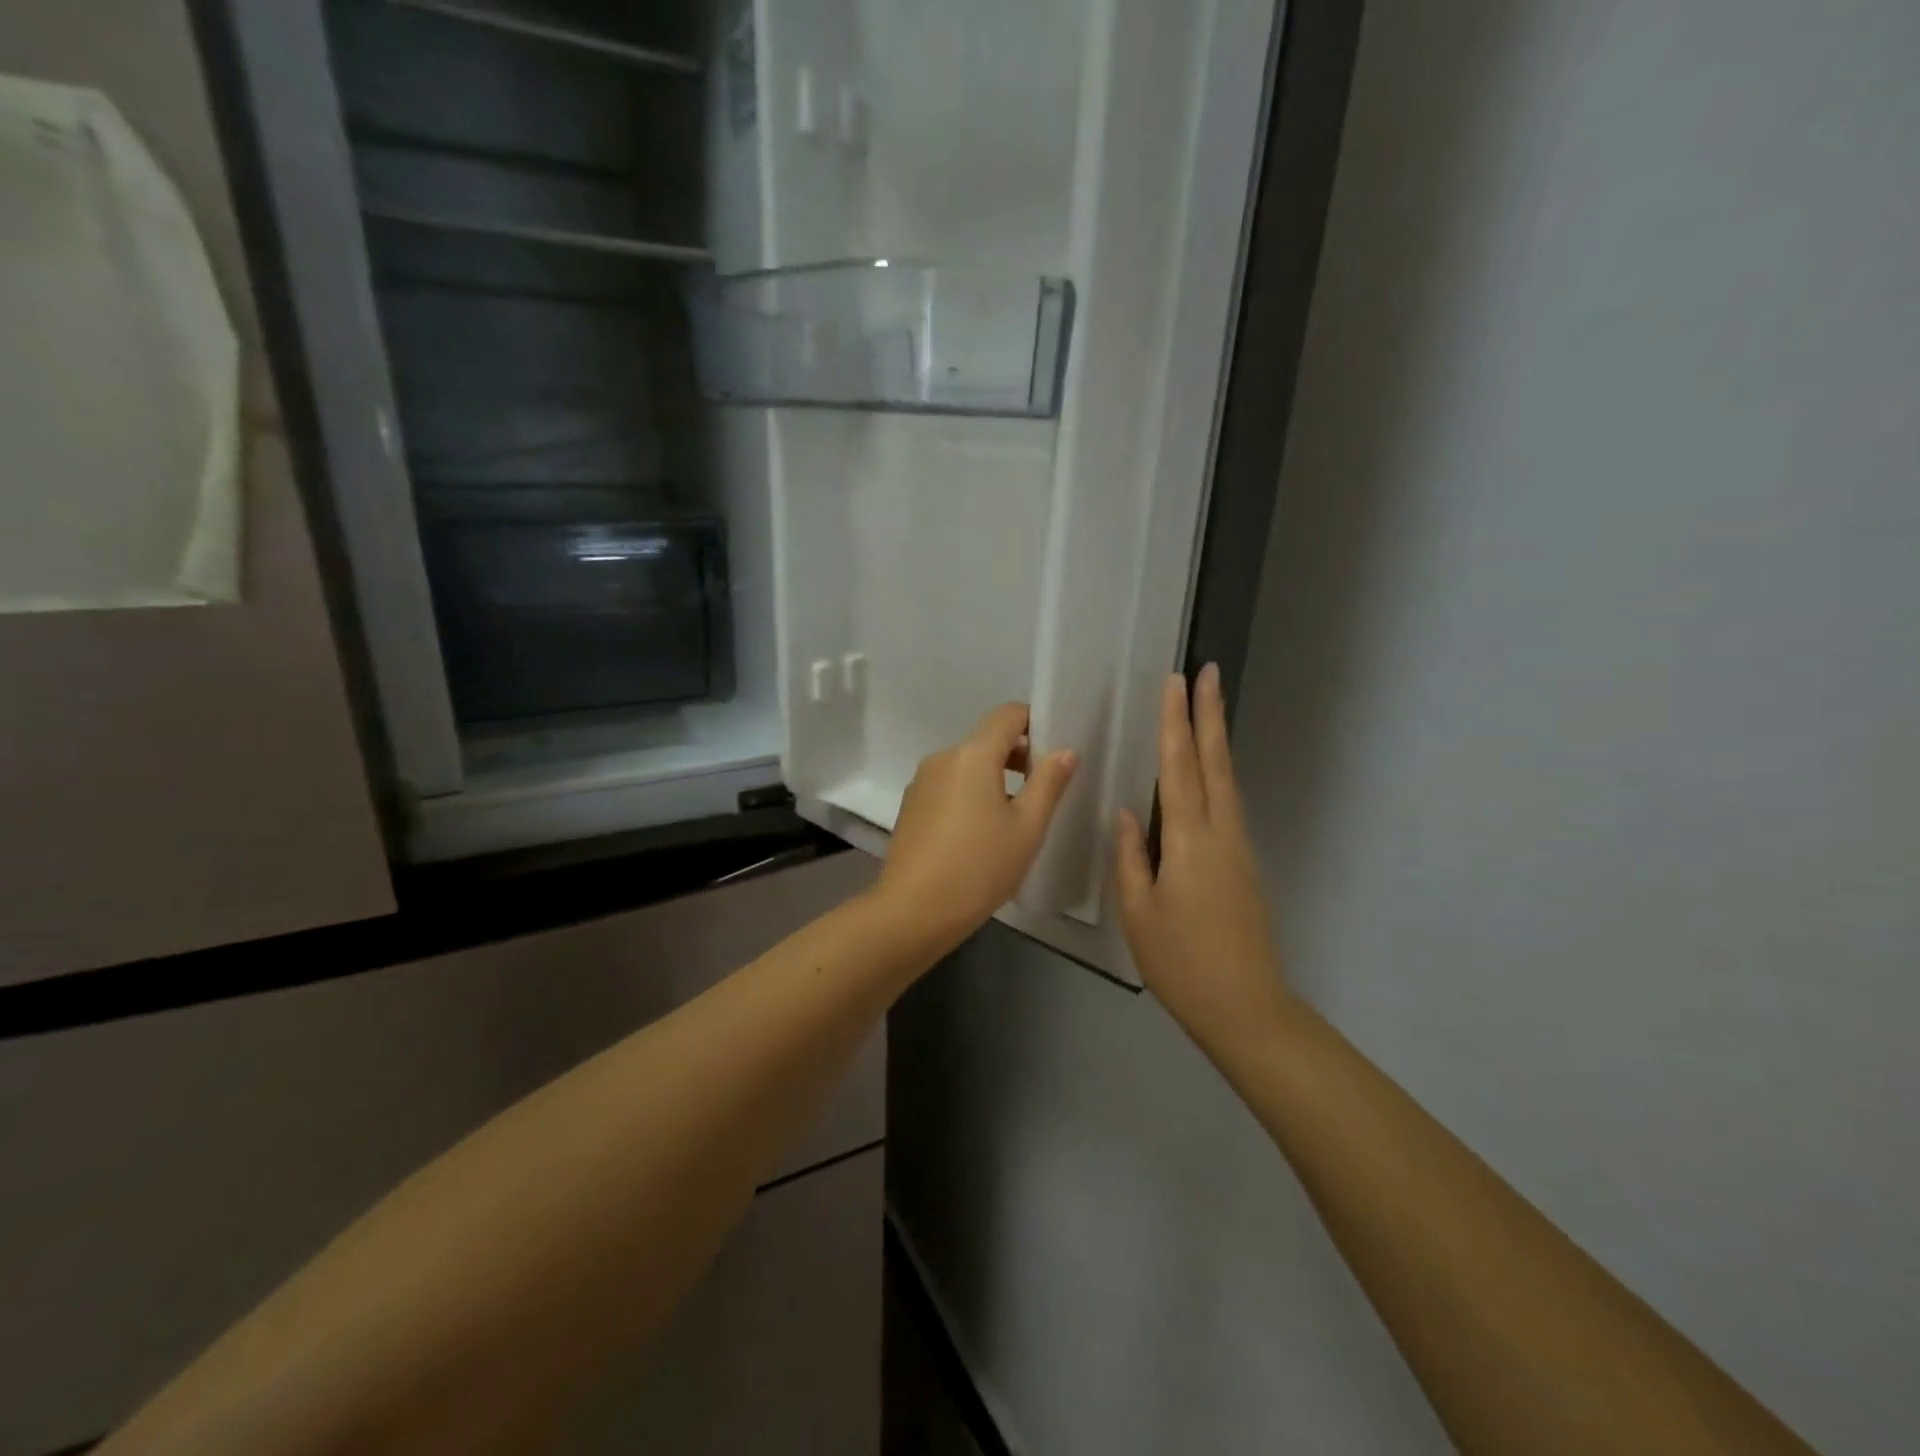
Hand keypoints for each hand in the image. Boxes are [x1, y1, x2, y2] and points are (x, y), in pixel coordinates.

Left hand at [878, 703, 1077, 948]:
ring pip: (966, 765)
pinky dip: (969, 794)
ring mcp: (921, 782)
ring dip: (994, 778)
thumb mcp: (1027, 827)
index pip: (1009, 714)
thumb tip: (1065, 751)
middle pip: (987, 740)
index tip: (1054, 753)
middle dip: (1018, 755)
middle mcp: (943, 758)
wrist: (914, 910)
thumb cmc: (980, 866)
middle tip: (1043, 790)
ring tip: (1014, 817)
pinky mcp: (911, 806)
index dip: (1036, 723)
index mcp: (973, 754)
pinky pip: (948, 786)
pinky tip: (979, 833)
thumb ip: (1049, 783)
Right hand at [1115, 665, 1292, 1045]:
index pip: (1180, 767)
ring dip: (1216, 739)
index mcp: (1190, 840)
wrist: (1246, 1006)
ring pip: (1225, 780)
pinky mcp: (1244, 863)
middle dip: (1209, 714)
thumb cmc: (1181, 961)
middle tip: (1209, 671)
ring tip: (1208, 707)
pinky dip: (1216, 773)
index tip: (1177, 682)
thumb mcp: (1139, 911)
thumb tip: (1127, 812)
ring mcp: (1238, 847)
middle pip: (1214, 762)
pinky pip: (1227, 803)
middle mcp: (1221, 832)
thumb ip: (1132, 857)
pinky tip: (1207, 771)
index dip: (1176, 722)